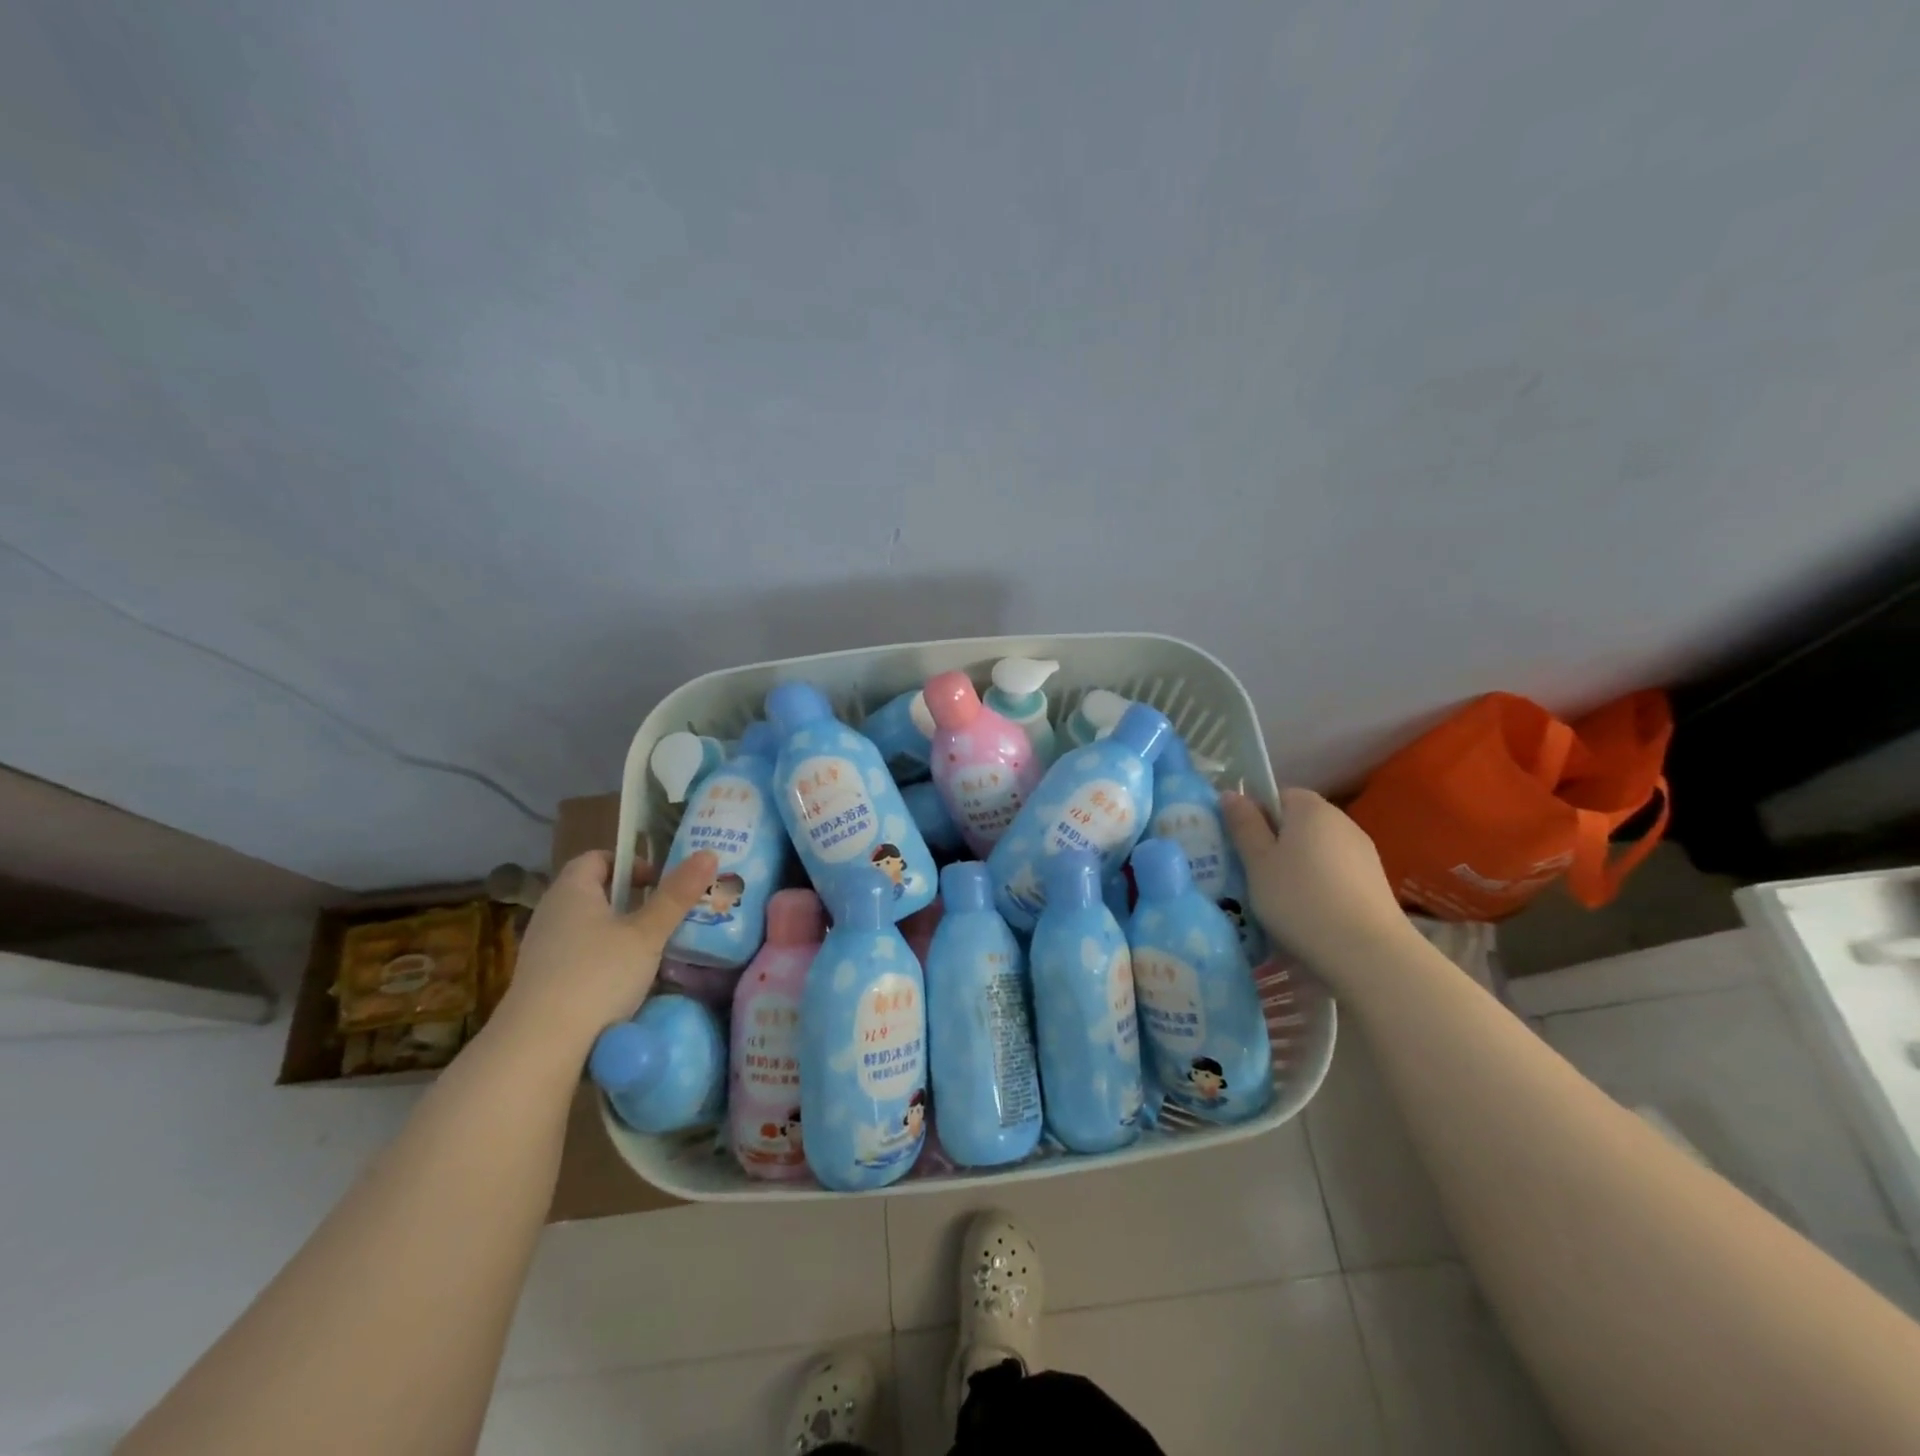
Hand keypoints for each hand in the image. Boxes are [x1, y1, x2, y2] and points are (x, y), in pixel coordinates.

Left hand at [490, 848, 718, 1058]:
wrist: (540, 1045)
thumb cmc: (598, 975)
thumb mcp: (647, 933)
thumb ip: (677, 894)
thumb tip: (708, 854)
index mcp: (572, 890)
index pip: (598, 858)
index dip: (630, 863)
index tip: (658, 881)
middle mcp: (551, 913)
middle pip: (594, 892)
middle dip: (631, 899)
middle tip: (665, 914)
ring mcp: (542, 949)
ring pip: (587, 927)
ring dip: (618, 933)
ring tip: (651, 949)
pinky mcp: (542, 982)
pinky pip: (578, 956)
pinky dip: (603, 960)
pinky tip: (624, 983)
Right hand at [1220, 788, 1415, 982]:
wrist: (1367, 952)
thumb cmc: (1299, 899)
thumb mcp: (1257, 862)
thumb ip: (1243, 825)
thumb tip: (1231, 793)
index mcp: (1311, 808)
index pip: (1278, 795)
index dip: (1257, 816)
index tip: (1243, 846)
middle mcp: (1342, 821)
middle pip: (1299, 823)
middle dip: (1276, 843)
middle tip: (1254, 875)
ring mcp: (1363, 852)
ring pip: (1317, 850)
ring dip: (1298, 867)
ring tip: (1280, 901)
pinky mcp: (1375, 883)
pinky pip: (1335, 874)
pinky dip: (1320, 886)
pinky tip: (1311, 914)